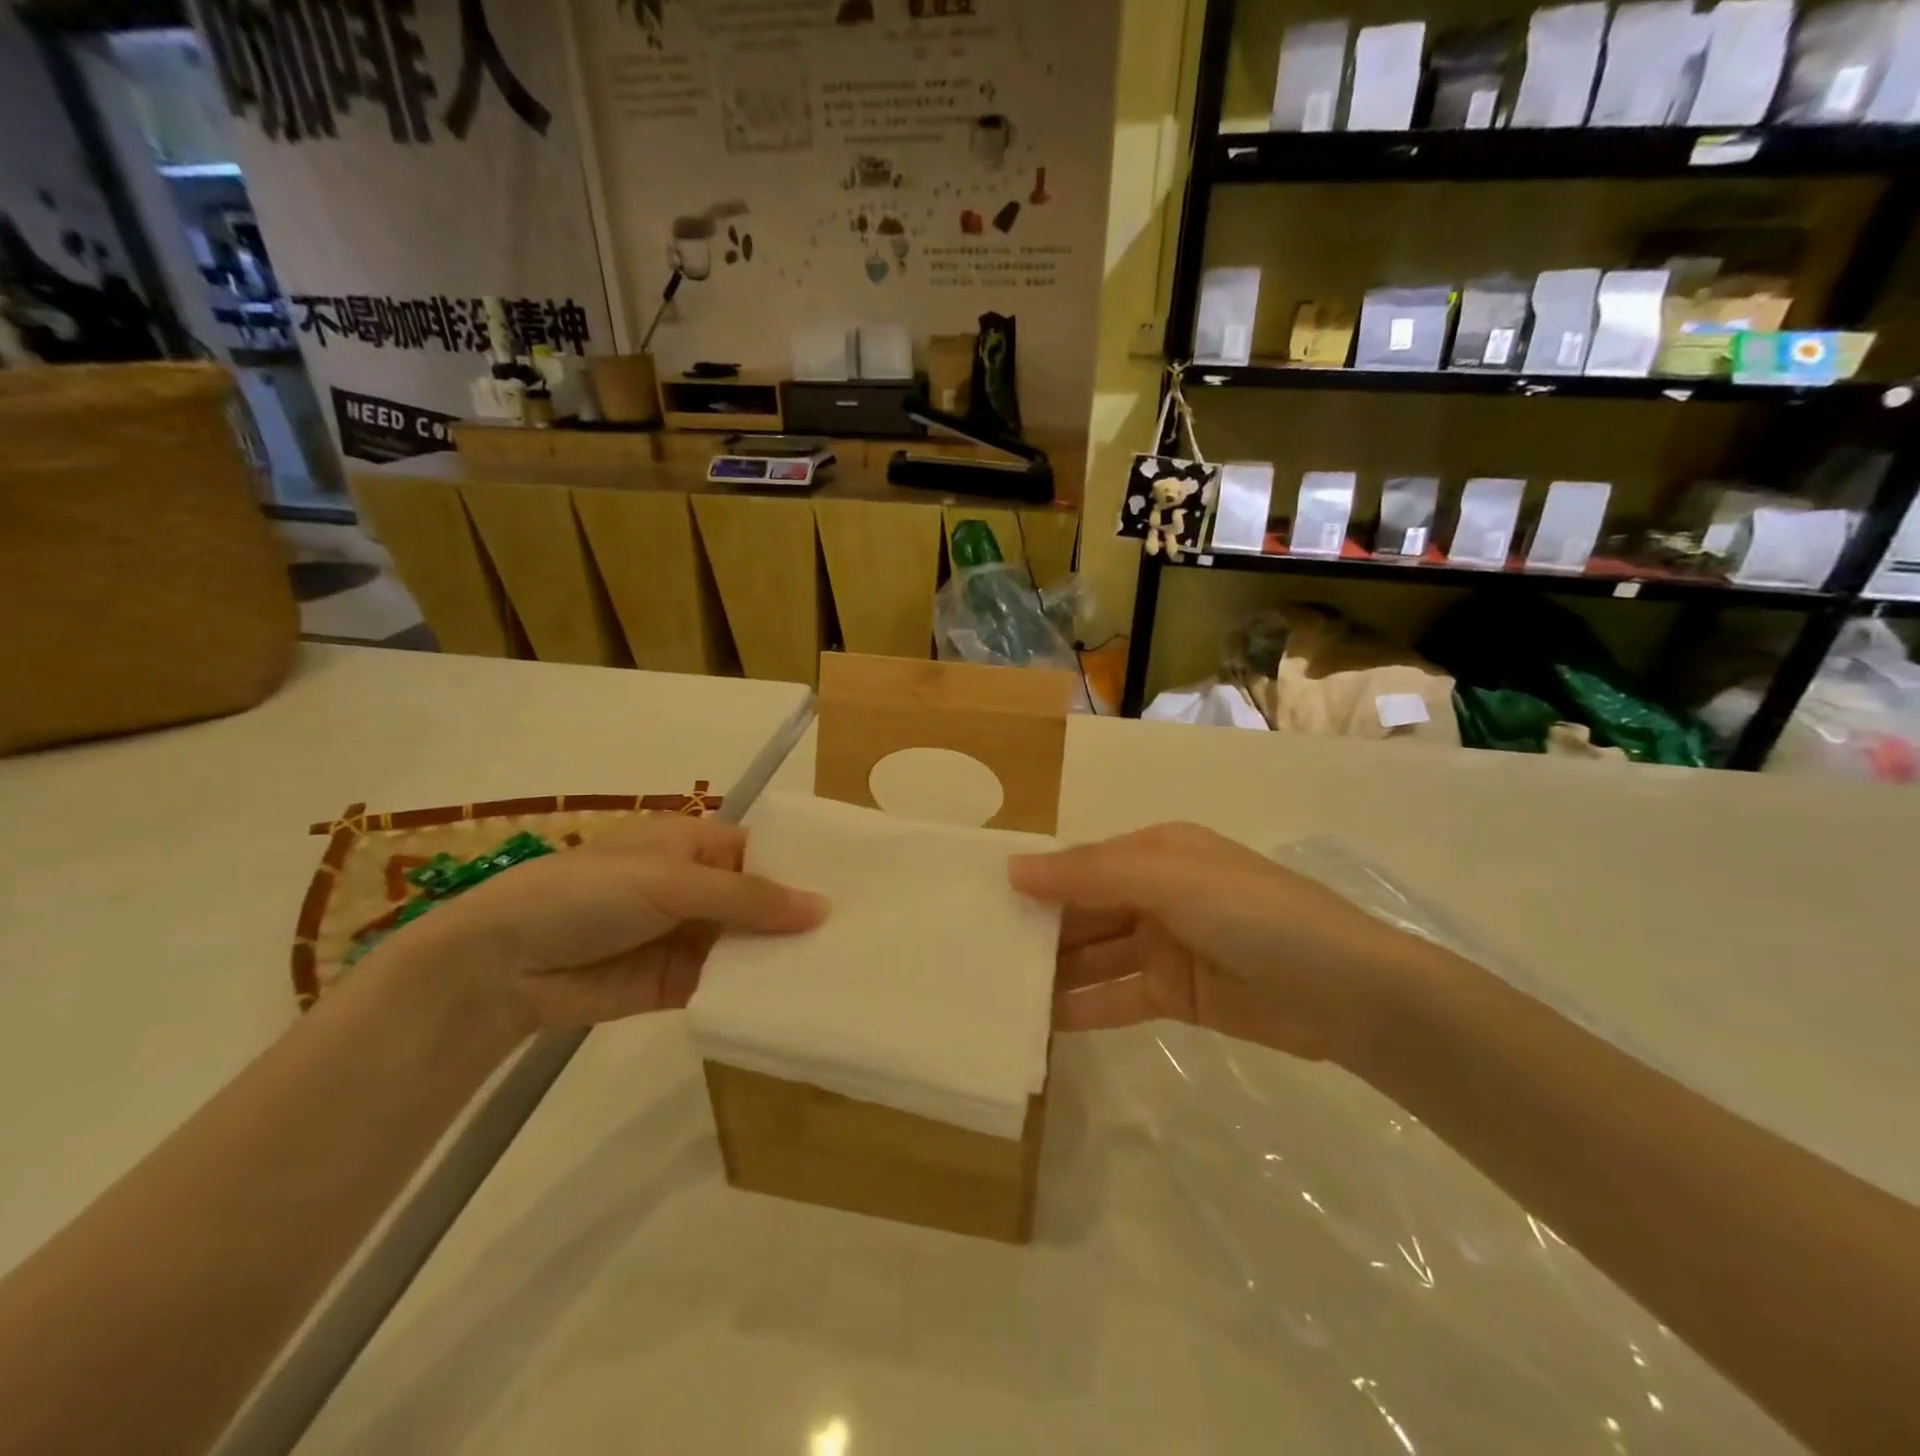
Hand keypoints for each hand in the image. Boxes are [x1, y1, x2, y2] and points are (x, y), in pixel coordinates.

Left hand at [376, 816, 826, 1032]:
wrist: (501, 964)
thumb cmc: (589, 893)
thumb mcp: (672, 881)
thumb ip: (748, 898)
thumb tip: (822, 909)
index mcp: (698, 845)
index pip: (767, 854)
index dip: (806, 870)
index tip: (859, 891)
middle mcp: (700, 888)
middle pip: (763, 902)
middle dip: (801, 918)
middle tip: (865, 938)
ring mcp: (690, 937)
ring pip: (749, 945)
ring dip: (783, 957)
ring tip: (844, 970)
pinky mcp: (678, 984)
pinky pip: (727, 984)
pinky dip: (755, 991)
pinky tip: (798, 1000)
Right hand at [1010, 823, 1412, 1063]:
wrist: (1349, 994)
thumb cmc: (1254, 914)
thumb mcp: (1169, 881)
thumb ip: (1090, 876)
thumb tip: (1013, 868)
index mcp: (1156, 853)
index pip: (1081, 864)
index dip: (1035, 881)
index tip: (980, 901)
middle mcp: (1156, 894)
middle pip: (1084, 912)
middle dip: (1038, 931)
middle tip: (975, 956)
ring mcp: (1165, 946)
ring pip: (1094, 957)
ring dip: (1053, 972)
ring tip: (996, 993)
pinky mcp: (1175, 995)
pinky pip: (1116, 997)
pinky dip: (1082, 1008)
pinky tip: (1039, 1024)